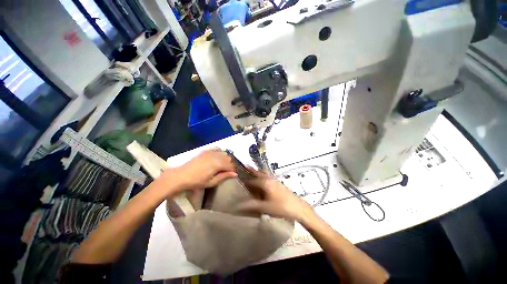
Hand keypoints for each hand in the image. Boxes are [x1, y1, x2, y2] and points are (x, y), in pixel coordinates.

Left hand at [159, 149, 236, 194]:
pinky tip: (217, 157)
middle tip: (226, 171)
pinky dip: (219, 152)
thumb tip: (235, 174)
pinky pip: (217, 149)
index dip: (233, 170)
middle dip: (229, 164)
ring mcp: (211, 152)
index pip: (231, 166)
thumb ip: (224, 176)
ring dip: (225, 159)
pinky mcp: (206, 151)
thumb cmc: (197, 181)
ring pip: (224, 153)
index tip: (232, 174)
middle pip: (228, 158)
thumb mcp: (212, 182)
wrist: (181, 176)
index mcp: (218, 164)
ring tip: (222, 165)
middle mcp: (216, 156)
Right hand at [239, 168, 315, 222]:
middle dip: (252, 170)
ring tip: (253, 172)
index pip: (252, 180)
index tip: (239, 180)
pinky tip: (264, 179)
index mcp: (265, 183)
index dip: (245, 181)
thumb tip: (238, 205)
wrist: (297, 207)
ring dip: (259, 171)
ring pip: (265, 173)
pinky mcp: (279, 183)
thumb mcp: (265, 207)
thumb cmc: (281, 207)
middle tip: (245, 168)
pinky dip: (264, 174)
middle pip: (259, 172)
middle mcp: (269, 178)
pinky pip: (269, 175)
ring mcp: (275, 180)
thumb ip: (252, 205)